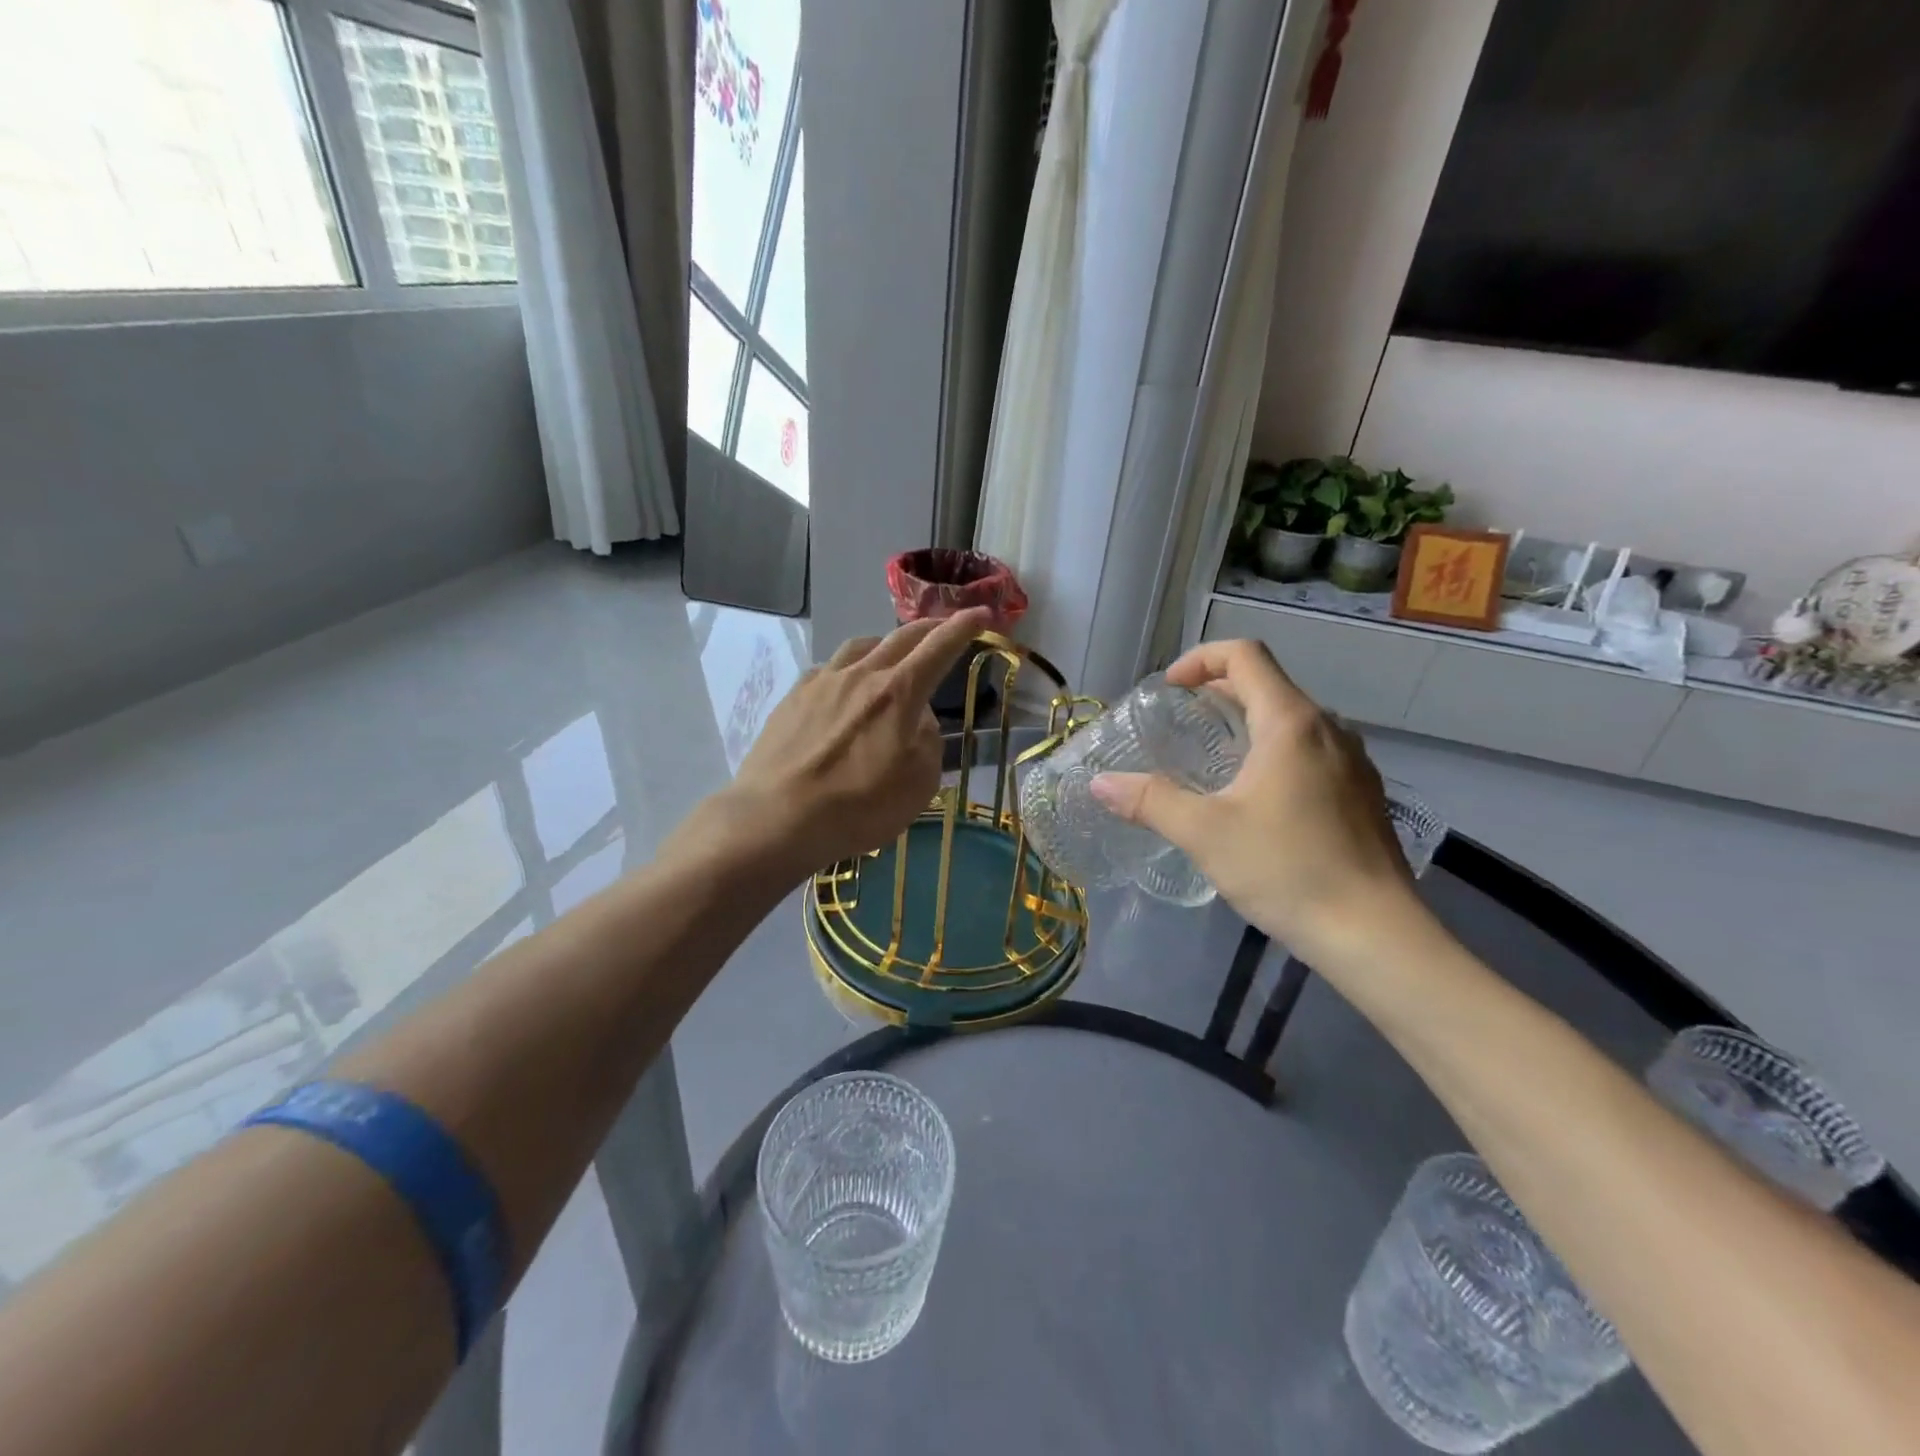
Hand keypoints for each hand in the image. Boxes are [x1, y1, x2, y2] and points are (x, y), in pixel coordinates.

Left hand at [716, 609, 991, 878]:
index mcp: (899, 692)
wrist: (778, 817)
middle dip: (929, 627)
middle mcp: (861, 675)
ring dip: (885, 644)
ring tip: (891, 655)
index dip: (964, 627)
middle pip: (900, 637)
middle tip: (943, 627)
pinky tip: (844, 688)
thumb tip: (917, 719)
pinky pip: (829, 669)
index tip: (982, 613)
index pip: (939, 647)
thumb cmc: (859, 806)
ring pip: (861, 646)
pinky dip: (848, 669)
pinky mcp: (794, 697)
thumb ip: (927, 741)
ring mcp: (823, 682)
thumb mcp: (919, 784)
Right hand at [1090, 639, 1420, 959]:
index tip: (1170, 690)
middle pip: (1267, 684)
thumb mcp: (1205, 833)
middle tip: (1179, 725)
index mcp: (1291, 722)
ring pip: (1291, 720)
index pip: (1244, 655)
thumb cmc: (1287, 870)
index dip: (1200, 660)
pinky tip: (1256, 800)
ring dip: (1247, 724)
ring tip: (1212, 762)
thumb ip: (1149, 801)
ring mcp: (1353, 761)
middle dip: (1217, 693)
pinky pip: (1311, 751)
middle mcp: (1328, 729)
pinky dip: (1274, 753)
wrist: (1375, 935)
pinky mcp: (1362, 794)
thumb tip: (1100, 783)